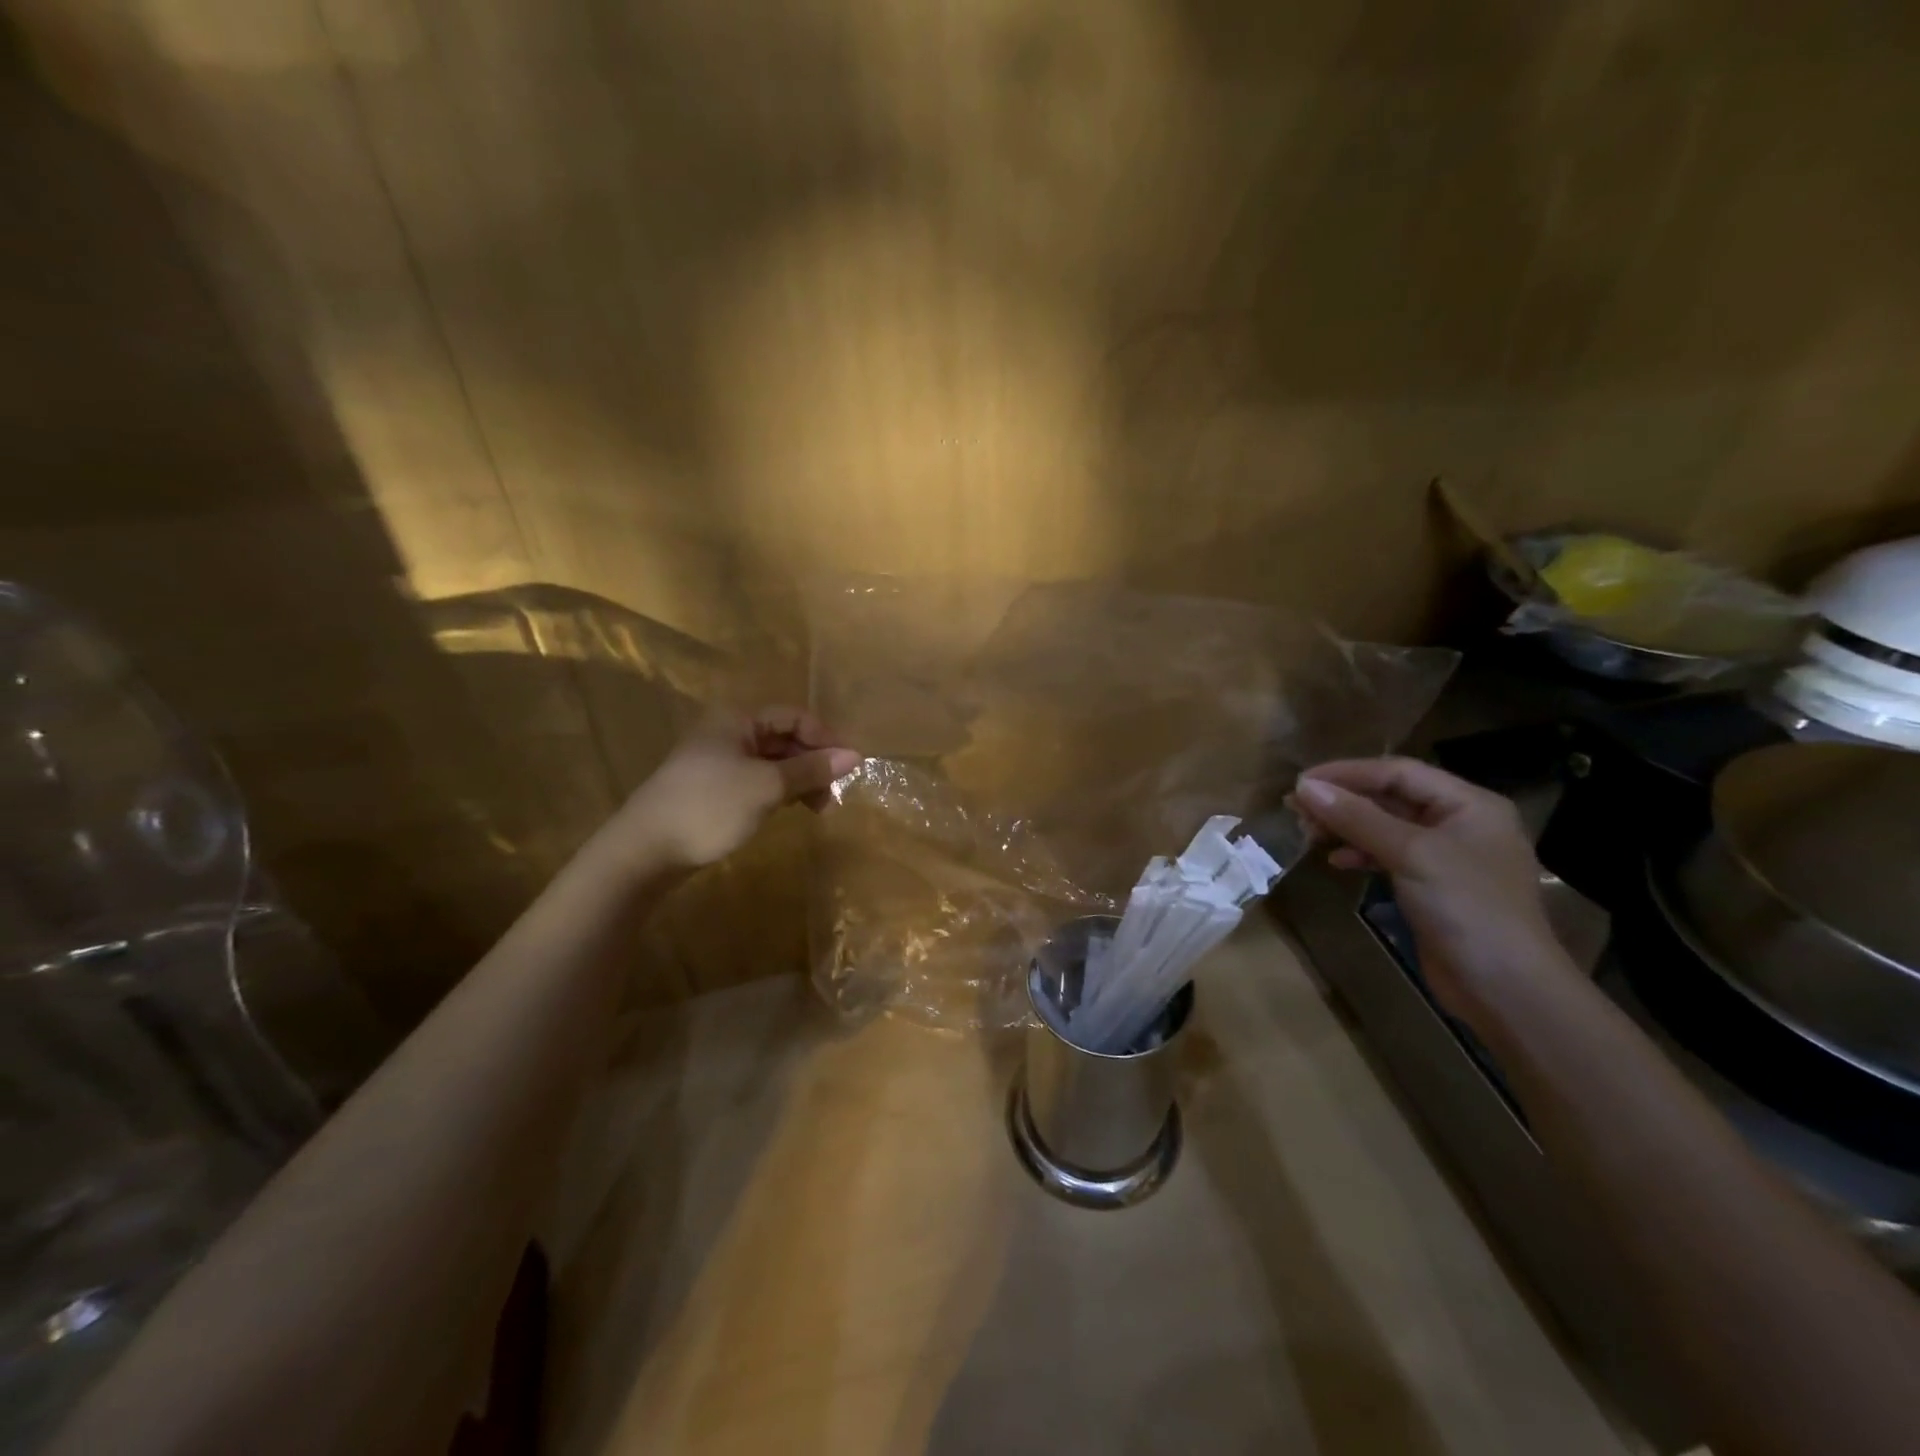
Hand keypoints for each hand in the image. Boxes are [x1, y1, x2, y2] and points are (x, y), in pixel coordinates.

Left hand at [611, 707, 861, 871]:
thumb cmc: (710, 807)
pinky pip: (756, 781)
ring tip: (817, 810)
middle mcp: (727, 733)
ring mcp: (717, 763)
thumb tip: (855, 756)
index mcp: (737, 720)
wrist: (645, 850)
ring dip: (799, 781)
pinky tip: (789, 811)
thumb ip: (811, 770)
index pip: (795, 717)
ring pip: (772, 763)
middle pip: (784, 739)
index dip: (825, 739)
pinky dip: (779, 792)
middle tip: (833, 797)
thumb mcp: (767, 786)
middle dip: (814, 764)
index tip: (848, 769)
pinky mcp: (712, 790)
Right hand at [1291, 758, 1577, 1024]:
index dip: (1347, 773)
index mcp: (1469, 804)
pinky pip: (1390, 856)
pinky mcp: (1434, 888)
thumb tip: (1305, 786)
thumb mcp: (1410, 853)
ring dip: (1347, 826)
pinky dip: (1361, 854)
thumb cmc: (1467, 907)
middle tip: (1297, 807)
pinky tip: (1336, 861)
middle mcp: (1461, 824)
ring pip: (1387, 827)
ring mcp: (1448, 858)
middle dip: (1344, 800)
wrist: (1506, 988)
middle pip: (1392, 797)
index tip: (1301, 782)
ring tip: (1309, 831)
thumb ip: (1357, 817)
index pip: (1398, 772)